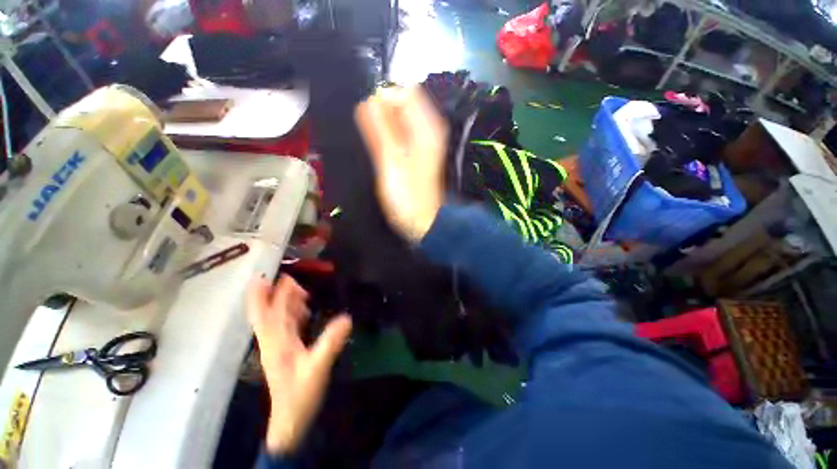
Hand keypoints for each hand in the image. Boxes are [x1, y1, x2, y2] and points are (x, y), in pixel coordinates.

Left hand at [246, 275, 351, 454]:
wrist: (290, 419)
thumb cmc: (300, 394)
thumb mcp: (317, 367)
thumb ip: (330, 342)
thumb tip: (347, 317)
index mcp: (276, 341)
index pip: (269, 312)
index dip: (269, 294)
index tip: (271, 275)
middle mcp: (273, 339)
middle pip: (268, 311)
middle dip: (274, 293)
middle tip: (290, 279)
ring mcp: (278, 345)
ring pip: (277, 317)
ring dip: (285, 301)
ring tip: (300, 290)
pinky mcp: (286, 349)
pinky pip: (286, 325)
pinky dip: (293, 313)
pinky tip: (304, 309)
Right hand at [355, 86, 448, 241]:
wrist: (424, 222)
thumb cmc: (407, 197)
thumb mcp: (390, 162)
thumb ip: (379, 129)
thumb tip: (369, 99)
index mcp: (426, 126)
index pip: (403, 91)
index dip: (383, 100)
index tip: (371, 124)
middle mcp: (429, 128)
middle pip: (402, 103)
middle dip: (383, 113)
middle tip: (376, 141)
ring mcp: (425, 141)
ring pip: (400, 118)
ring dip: (384, 126)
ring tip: (379, 149)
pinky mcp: (419, 152)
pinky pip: (402, 133)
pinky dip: (390, 136)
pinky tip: (385, 153)